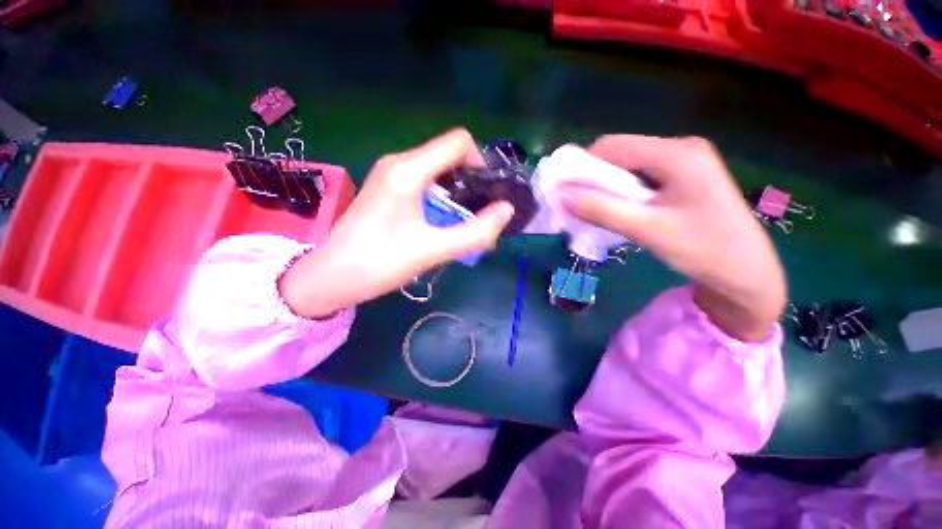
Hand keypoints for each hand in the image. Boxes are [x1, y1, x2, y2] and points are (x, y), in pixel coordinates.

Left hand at [280, 129, 514, 317]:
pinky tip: (441, 221)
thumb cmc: (380, 263)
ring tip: (461, 221)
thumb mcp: (433, 250)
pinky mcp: (387, 187)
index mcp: (408, 170)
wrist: (332, 275)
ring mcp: (390, 173)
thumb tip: (506, 210)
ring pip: (438, 169)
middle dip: (471, 181)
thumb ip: (475, 232)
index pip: (459, 142)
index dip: (480, 163)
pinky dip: (441, 196)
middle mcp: (399, 162)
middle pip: (449, 155)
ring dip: (457, 191)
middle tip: (477, 214)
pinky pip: (424, 180)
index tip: (486, 194)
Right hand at [561, 135, 786, 341]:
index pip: (613, 146)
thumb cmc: (703, 250)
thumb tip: (561, 195)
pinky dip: (621, 193)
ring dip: (605, 188)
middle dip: (593, 179)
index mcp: (676, 153)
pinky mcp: (683, 178)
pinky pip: (641, 178)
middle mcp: (680, 149)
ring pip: (628, 168)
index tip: (563, 191)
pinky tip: (619, 212)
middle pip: (620, 154)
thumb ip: (600, 209)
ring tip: (595, 212)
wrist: (747, 273)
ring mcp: (684, 163)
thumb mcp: (646, 229)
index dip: (581, 166)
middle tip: (576, 206)